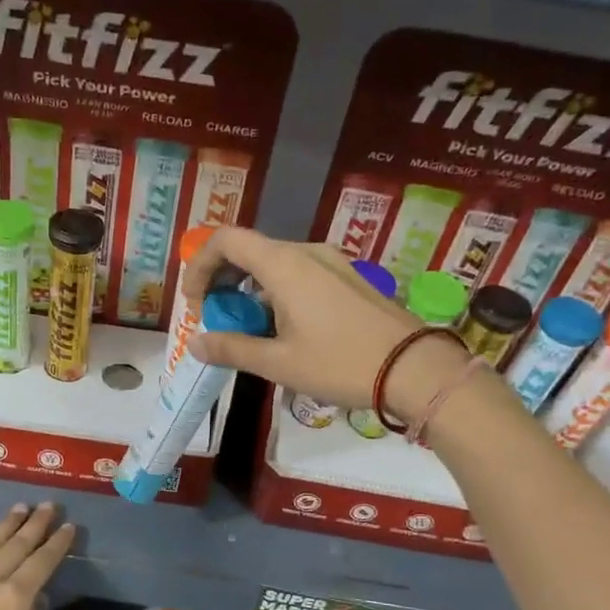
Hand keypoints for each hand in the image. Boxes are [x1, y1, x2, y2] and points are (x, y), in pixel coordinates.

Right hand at [183, 227, 456, 420]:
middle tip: (215, 318)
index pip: (226, 240)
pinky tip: (282, 328)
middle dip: (222, 280)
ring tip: (247, 329)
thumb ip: (231, 349)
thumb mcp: (278, 362)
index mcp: (284, 265)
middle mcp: (306, 252)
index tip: (193, 302)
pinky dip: (275, 292)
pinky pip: (299, 274)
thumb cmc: (340, 364)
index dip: (200, 265)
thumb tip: (195, 344)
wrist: (416, 369)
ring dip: (249, 289)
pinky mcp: (348, 278)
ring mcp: (332, 262)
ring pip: (274, 263)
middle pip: (249, 250)